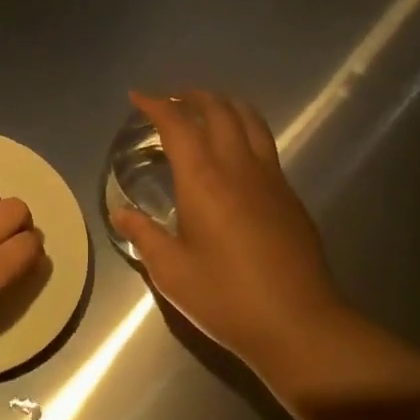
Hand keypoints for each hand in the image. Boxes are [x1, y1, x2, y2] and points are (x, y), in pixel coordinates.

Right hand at [112, 90, 344, 377]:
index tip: (138, 97)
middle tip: (171, 100)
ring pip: (250, 121)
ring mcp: (271, 178)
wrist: (297, 322)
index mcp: (204, 181)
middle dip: (193, 97)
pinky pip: (266, 145)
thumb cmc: (225, 297)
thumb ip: (144, 235)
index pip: (179, 125)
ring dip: (225, 106)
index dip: (156, 105)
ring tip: (206, 109)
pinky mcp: (289, 195)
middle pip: (219, 111)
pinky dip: (245, 130)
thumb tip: (121, 213)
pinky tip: (235, 152)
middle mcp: (239, 168)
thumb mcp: (170, 272)